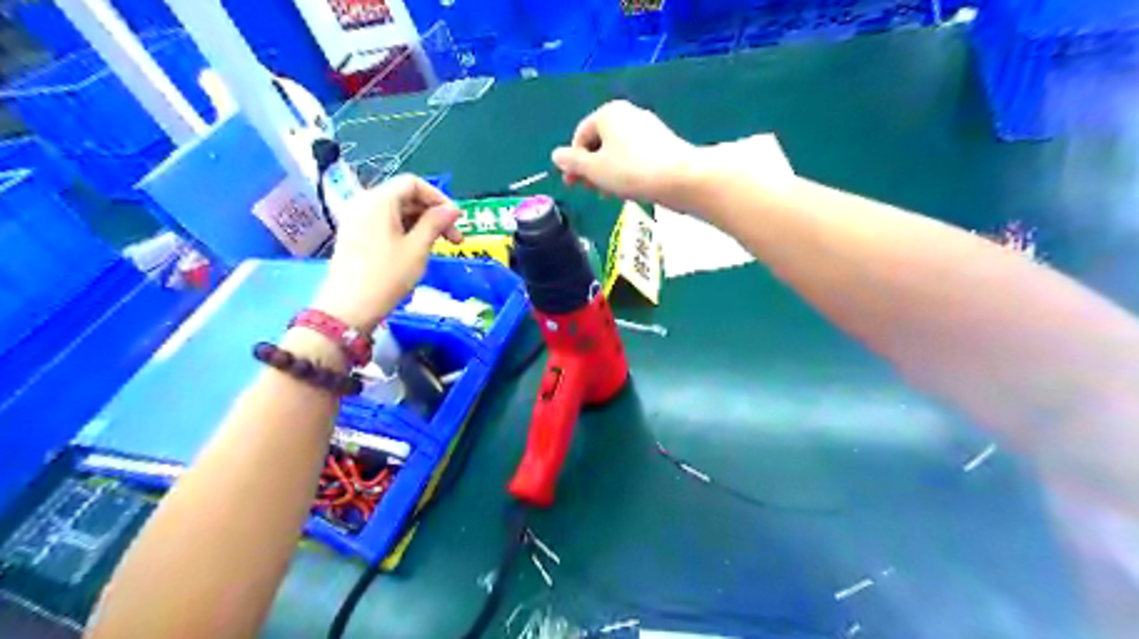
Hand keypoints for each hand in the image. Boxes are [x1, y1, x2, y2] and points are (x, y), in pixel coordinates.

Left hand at [312, 175, 458, 333]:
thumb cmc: (387, 275)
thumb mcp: (418, 248)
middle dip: (432, 214)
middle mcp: (364, 203)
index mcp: (379, 200)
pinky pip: (384, 224)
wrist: (349, 308)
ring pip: (395, 212)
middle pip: (404, 197)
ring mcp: (356, 220)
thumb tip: (453, 208)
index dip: (439, 198)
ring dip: (421, 224)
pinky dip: (405, 231)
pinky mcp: (354, 236)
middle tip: (454, 239)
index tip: (456, 220)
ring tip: (438, 247)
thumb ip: (436, 223)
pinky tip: (416, 251)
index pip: (413, 183)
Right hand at [550, 100, 693, 204]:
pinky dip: (626, 171)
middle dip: (591, 169)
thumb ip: (572, 162)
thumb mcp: (594, 169)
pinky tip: (630, 189)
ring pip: (617, 152)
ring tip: (611, 194)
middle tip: (592, 191)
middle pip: (599, 143)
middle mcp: (627, 114)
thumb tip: (556, 155)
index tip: (572, 184)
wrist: (679, 178)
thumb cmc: (631, 171)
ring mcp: (647, 128)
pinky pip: (634, 156)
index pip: (580, 136)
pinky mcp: (662, 143)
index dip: (573, 162)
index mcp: (608, 113)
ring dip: (608, 173)